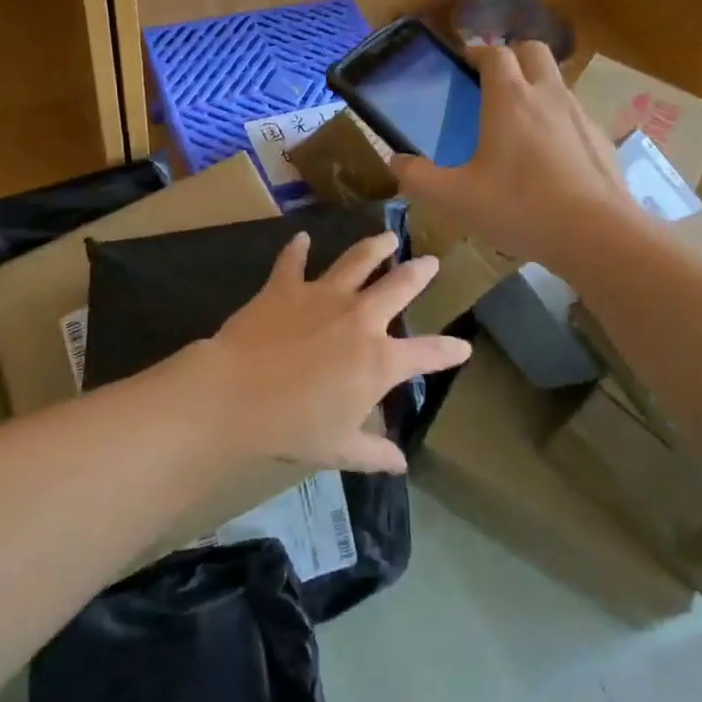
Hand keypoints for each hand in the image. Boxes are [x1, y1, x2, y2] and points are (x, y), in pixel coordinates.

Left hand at [193, 231, 472, 474]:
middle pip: (398, 286)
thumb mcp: (339, 448)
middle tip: (431, 262)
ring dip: (374, 247)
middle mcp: (359, 318)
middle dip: (419, 273)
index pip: (427, 354)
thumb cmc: (293, 427)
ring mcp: (322, 296)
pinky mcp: (285, 287)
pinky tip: (300, 238)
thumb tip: (401, 463)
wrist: (237, 394)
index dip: (448, 351)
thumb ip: (373, 452)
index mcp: (379, 360)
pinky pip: (293, 262)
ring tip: (388, 237)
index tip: (464, 347)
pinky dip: (297, 249)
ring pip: (357, 261)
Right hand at [390, 42, 636, 271]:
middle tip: (492, 81)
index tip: (464, 64)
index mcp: (509, 98)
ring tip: (518, 121)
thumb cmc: (519, 207)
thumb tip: (396, 162)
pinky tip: (548, 157)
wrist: (596, 234)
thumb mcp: (455, 198)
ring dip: (536, 86)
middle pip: (533, 49)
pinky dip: (557, 120)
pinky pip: (574, 114)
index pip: (494, 53)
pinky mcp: (600, 139)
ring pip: (556, 80)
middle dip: (512, 55)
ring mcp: (579, 115)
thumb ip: (419, 178)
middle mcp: (547, 95)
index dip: (477, 53)